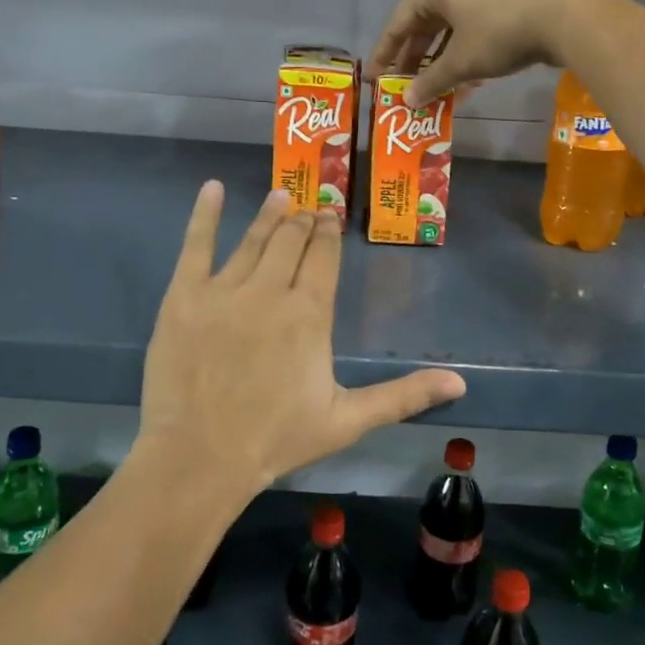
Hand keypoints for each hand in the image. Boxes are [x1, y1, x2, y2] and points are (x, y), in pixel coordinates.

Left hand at [134, 183, 466, 503]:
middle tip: (308, 209)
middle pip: (291, 241)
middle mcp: (270, 289)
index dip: (329, 234)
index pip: (323, 257)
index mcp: (309, 313)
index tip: (331, 218)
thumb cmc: (276, 439)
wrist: (200, 457)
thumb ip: (403, 395)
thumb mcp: (348, 420)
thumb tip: (460, 381)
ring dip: (269, 214)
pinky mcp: (184, 295)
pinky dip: (205, 214)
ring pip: (253, 239)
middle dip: (303, 222)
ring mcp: (224, 289)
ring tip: (280, 194)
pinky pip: (196, 245)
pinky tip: (212, 188)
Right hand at [369, 0, 601, 107]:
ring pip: (452, 32)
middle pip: (425, 25)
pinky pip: (474, 33)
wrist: (562, 17)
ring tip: (434, 91)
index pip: (399, 22)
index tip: (375, 78)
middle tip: (404, 87)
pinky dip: (465, 57)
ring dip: (441, 63)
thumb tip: (407, 100)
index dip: (385, 52)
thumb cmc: (498, 34)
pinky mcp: (508, 4)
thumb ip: (430, 81)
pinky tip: (467, 84)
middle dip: (414, 59)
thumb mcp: (460, 63)